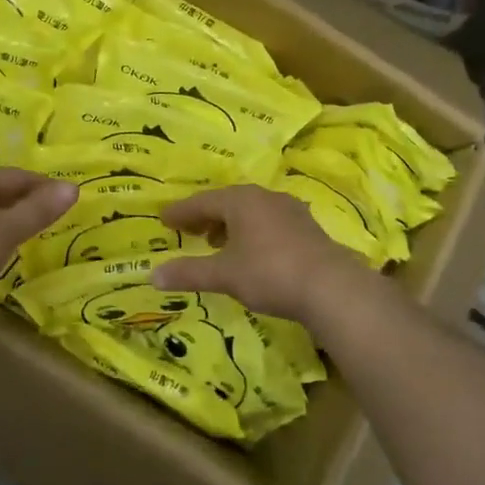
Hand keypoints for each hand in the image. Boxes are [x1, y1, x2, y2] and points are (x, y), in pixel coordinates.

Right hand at [150, 185, 371, 325]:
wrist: (331, 287)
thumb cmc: (270, 273)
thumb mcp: (224, 275)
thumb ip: (189, 273)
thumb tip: (152, 276)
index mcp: (241, 200)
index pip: (203, 201)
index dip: (182, 212)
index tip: (164, 219)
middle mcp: (265, 197)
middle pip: (228, 202)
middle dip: (206, 216)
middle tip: (188, 230)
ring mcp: (290, 210)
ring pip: (251, 211)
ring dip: (230, 224)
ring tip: (217, 243)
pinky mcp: (307, 228)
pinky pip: (269, 222)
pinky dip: (252, 232)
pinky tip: (252, 251)